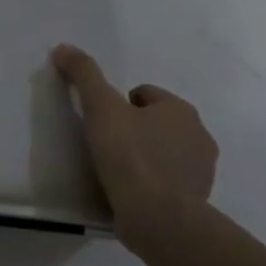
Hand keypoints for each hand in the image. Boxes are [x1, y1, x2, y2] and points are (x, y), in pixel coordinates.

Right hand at [52, 44, 217, 251]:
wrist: (159, 219)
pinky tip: (131, 194)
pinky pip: (169, 182)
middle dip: (134, 131)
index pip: (143, 94)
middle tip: (106, 148)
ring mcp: (202, 171)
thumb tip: (63, 47)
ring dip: (145, 158)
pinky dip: (152, 184)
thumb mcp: (100, 109)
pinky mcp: (197, 200)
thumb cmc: (131, 156)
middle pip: (156, 123)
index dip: (118, 106)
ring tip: (117, 173)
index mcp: (180, 110)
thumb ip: (84, 75)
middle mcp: (199, 136)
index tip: (102, 126)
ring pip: (164, 152)